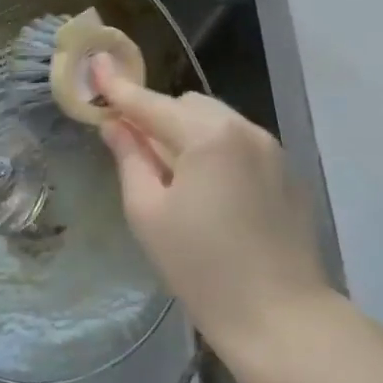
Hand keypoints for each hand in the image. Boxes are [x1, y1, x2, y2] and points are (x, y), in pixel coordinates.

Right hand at [93, 57, 333, 364]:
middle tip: (135, 152)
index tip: (95, 64)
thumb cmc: (201, 267)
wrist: (281, 318)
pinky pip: (239, 144)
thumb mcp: (148, 213)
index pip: (151, 104)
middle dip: (157, 118)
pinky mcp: (287, 173)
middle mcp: (245, 130)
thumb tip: (115, 125)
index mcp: (208, 136)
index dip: (119, 87)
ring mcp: (272, 150)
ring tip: (174, 178)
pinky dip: (214, 151)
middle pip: (187, 106)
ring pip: (215, 122)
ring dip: (187, 134)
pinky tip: (210, 194)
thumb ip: (129, 158)